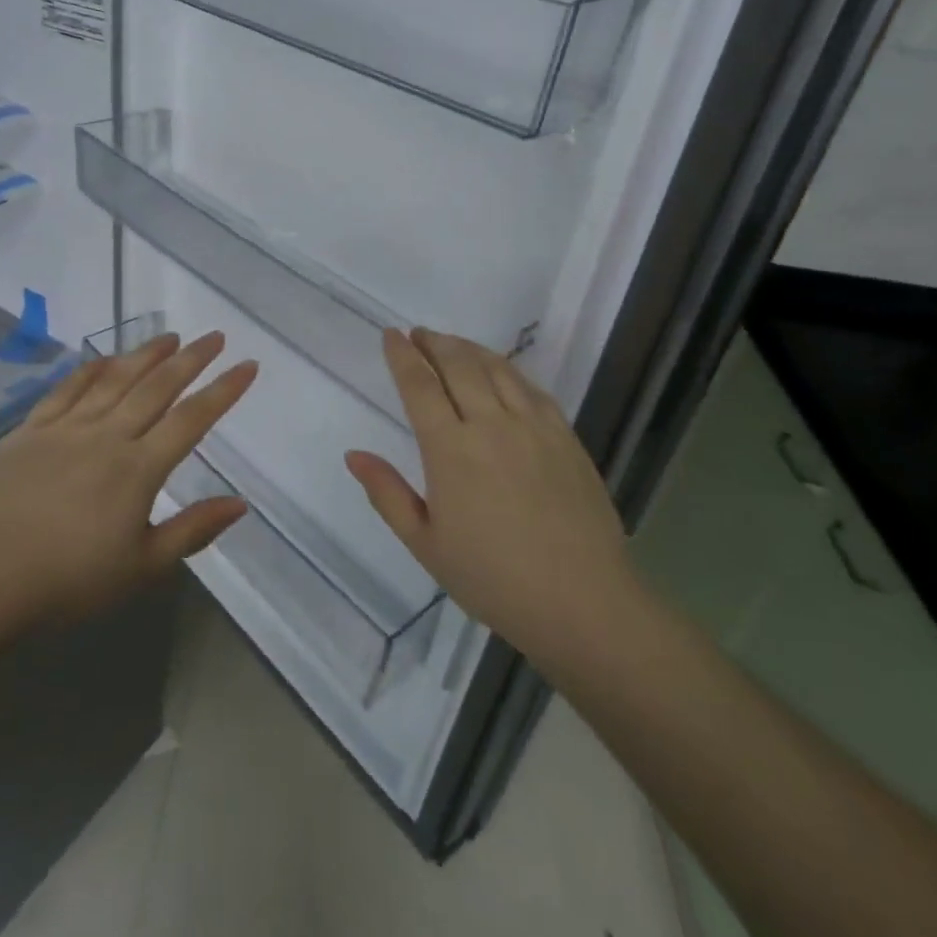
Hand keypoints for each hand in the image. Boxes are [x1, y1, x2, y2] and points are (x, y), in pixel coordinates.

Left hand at [0, 332, 256, 642]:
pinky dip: (90, 369)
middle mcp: (107, 435)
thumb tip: (240, 504)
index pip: (192, 419)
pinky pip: (66, 389)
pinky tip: (105, 359)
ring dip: (145, 355)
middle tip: (214, 337)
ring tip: (169, 337)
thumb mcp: (142, 567)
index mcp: (138, 468)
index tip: (247, 365)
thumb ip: (192, 530)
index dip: (223, 390)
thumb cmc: (69, 581)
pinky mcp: (30, 431)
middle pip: (156, 387)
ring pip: (114, 379)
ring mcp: (65, 428)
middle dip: (191, 359)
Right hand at [344, 328, 636, 668]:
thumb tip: (353, 455)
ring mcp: (534, 428)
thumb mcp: (425, 544)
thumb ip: (387, 493)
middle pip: (459, 366)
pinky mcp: (566, 438)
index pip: (420, 387)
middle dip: (434, 343)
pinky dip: (509, 370)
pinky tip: (501, 371)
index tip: (391, 335)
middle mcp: (490, 425)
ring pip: (497, 370)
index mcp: (450, 450)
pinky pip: (532, 389)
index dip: (403, 356)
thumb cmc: (493, 578)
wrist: (582, 603)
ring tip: (452, 343)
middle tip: (419, 333)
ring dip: (469, 349)